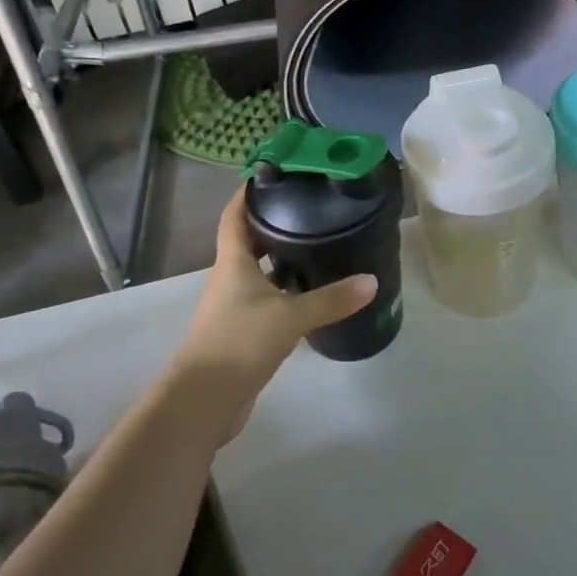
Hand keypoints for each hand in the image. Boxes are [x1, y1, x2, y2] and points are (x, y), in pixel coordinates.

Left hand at [171, 188, 375, 423]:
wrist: (205, 399)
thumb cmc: (240, 342)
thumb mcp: (290, 316)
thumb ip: (331, 299)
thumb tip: (371, 281)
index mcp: (233, 262)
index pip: (234, 216)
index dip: (246, 194)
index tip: (269, 176)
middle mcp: (229, 278)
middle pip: (249, 242)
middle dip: (274, 225)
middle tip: (308, 210)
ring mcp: (234, 307)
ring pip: (259, 273)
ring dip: (281, 261)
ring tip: (317, 247)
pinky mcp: (242, 332)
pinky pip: (266, 301)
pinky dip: (285, 293)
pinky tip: (311, 296)